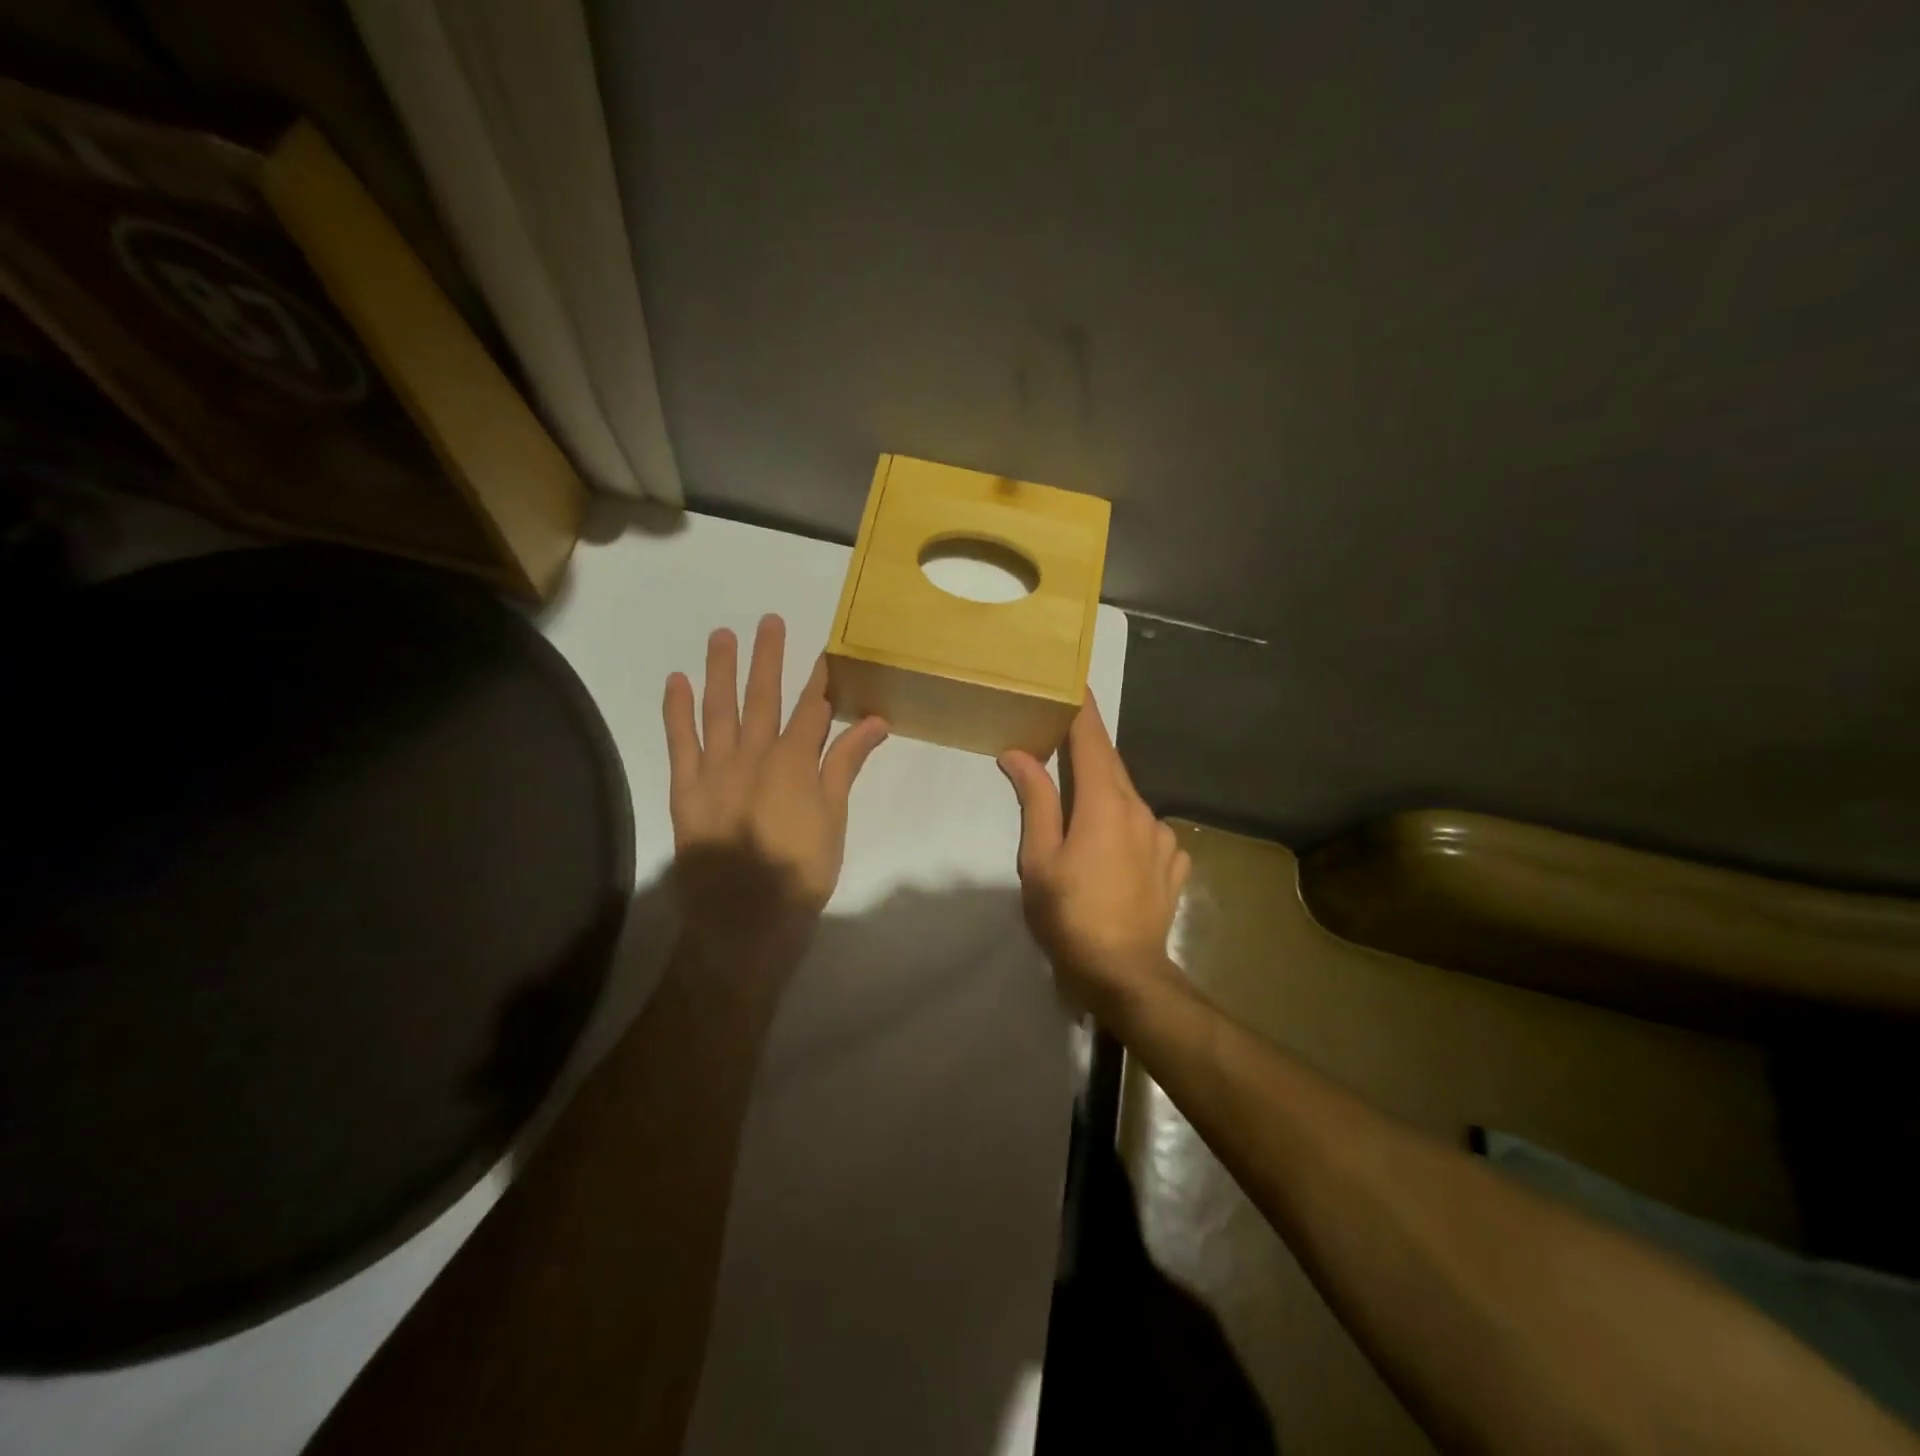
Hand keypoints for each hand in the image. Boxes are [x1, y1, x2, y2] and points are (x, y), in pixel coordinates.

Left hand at [663, 615, 888, 962]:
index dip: (818, 679)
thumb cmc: (801, 872)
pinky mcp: (686, 789)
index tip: (822, 650)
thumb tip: (876, 721)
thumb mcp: (835, 819)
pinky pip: (680, 742)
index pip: (811, 709)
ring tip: (722, 636)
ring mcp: (715, 769)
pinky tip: (677, 682)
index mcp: (795, 762)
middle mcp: (754, 754)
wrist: (745, 921)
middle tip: (770, 621)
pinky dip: (677, 711)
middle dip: (769, 658)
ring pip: (719, 710)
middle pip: (763, 697)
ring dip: (722, 671)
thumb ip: (847, 765)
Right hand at [998, 695, 1190, 1021]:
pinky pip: (1147, 832)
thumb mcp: (1040, 858)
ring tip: (1081, 812)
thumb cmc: (1070, 915)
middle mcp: (1140, 810)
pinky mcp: (1172, 865)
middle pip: (1112, 766)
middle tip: (1061, 741)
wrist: (1124, 974)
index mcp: (1105, 803)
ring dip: (1106, 795)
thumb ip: (1035, 801)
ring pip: (1129, 800)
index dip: (1083, 709)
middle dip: (1088, 750)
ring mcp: (1162, 839)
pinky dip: (1127, 828)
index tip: (1074, 681)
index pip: (1094, 740)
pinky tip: (1114, 851)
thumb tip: (1019, 753)